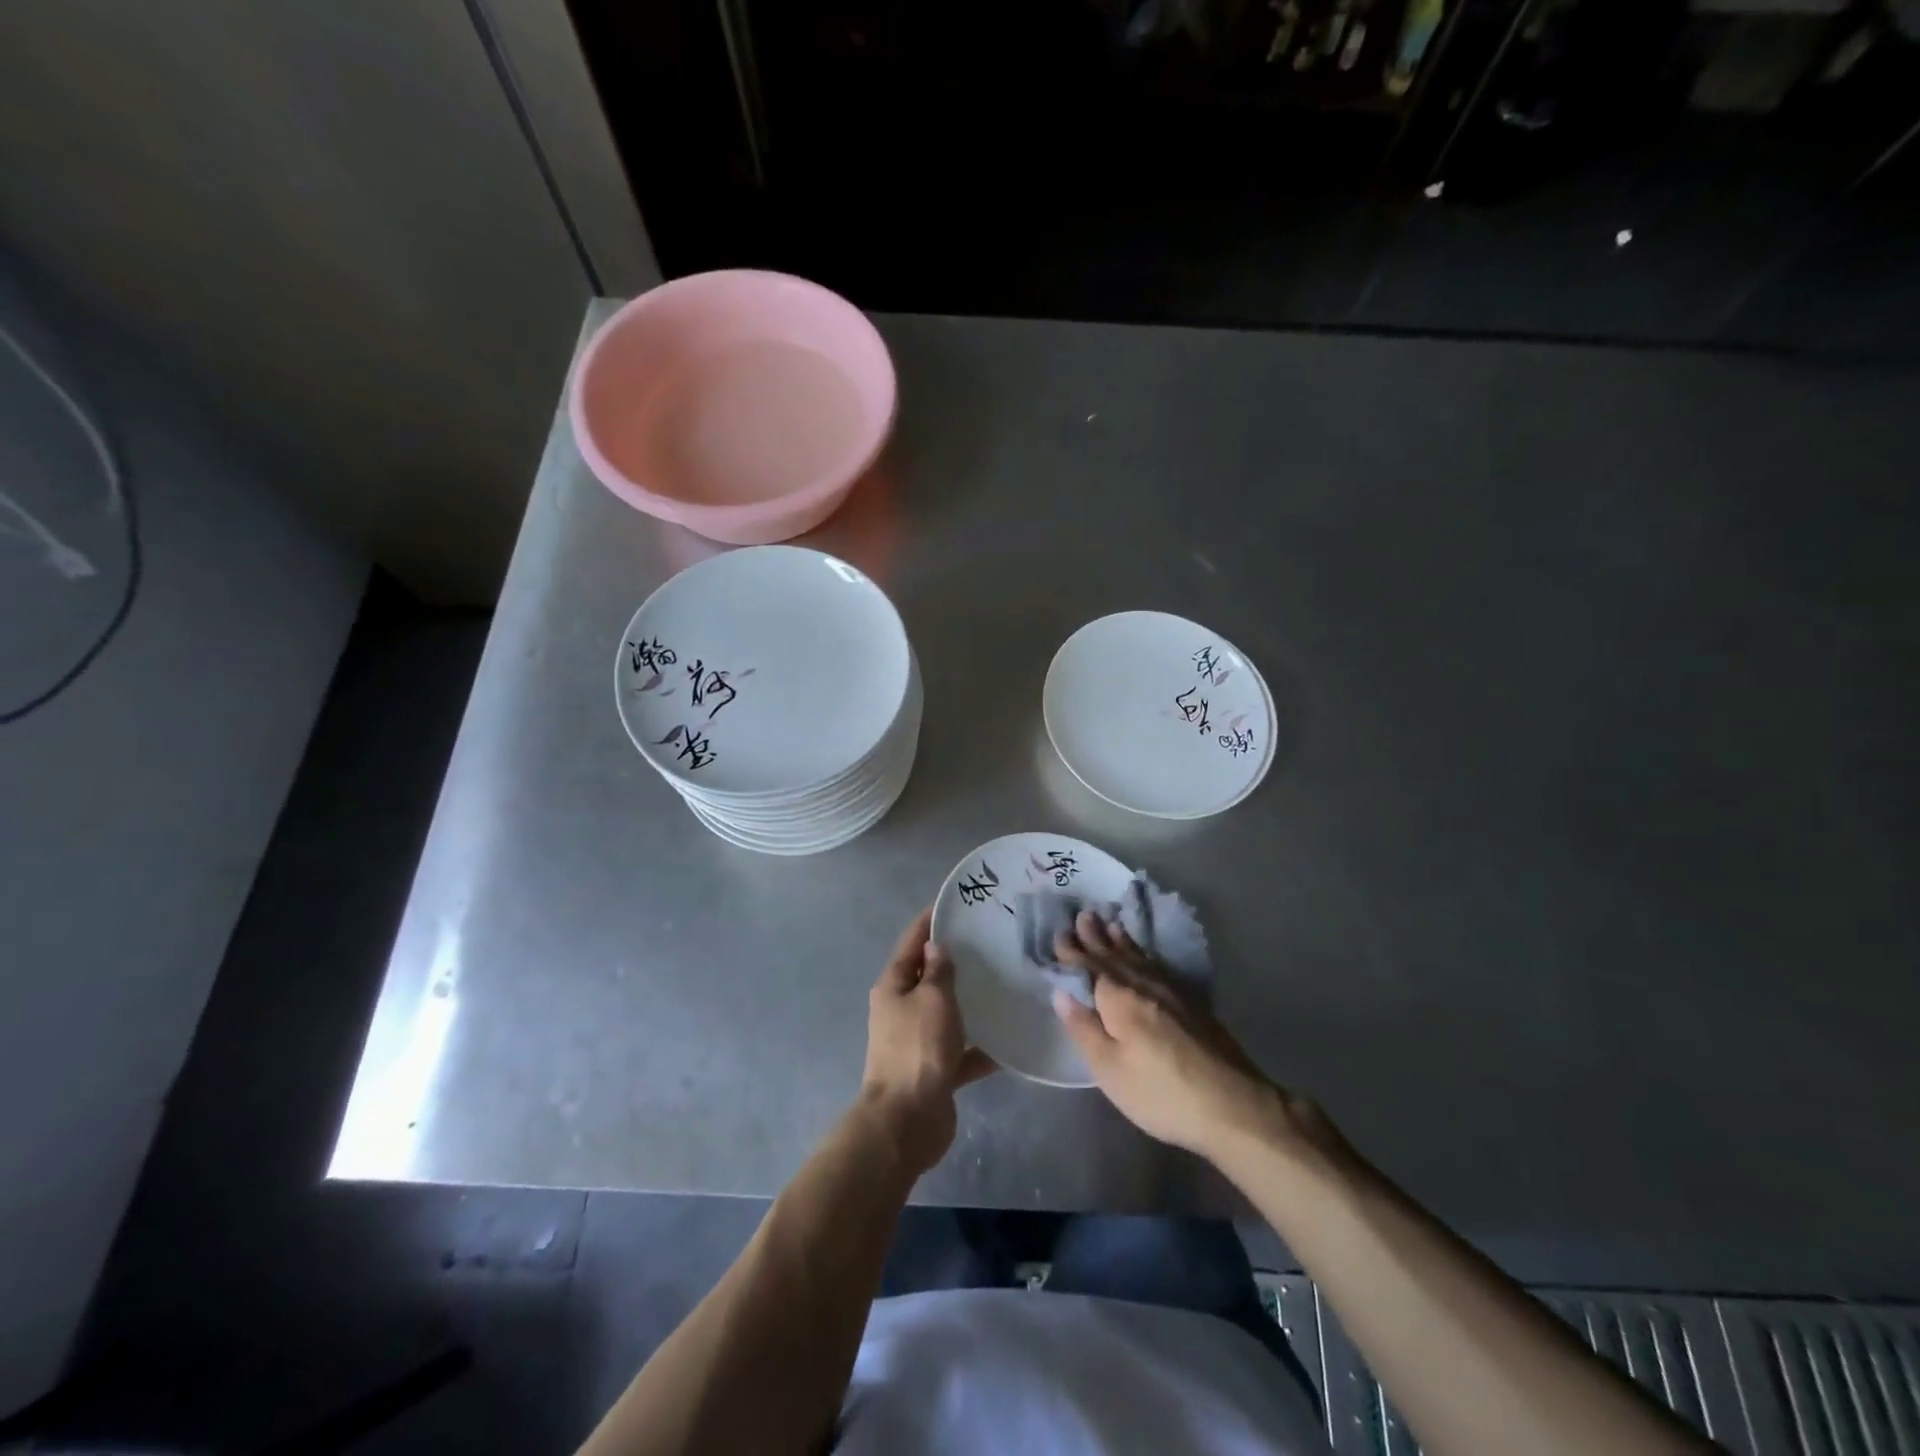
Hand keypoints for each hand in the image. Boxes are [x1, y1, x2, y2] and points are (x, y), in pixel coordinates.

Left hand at [861, 908, 995, 1174]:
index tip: (954, 904)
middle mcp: (902, 1009)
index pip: (912, 942)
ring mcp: (917, 1041)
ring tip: (1004, 983)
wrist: (907, 1120)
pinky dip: (981, 1047)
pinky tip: (1010, 1039)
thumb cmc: (918, 1048)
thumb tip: (935, 946)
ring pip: (947, 1013)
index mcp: (894, 986)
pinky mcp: (935, 1070)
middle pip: (929, 977)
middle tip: (990, 941)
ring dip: (969, 1002)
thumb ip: (938, 971)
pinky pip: (961, 1051)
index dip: (930, 921)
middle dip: (954, 961)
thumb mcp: (932, 999)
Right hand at [1052, 911, 1314, 1163]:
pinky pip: (1158, 965)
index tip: (1059, 933)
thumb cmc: (1160, 1092)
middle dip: (1096, 936)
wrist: (1231, 1104)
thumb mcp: (1109, 1069)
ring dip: (1121, 940)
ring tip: (1111, 924)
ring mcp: (1171, 991)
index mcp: (1118, 998)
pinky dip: (1145, 954)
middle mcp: (1143, 985)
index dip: (1072, 952)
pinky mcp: (1192, 1003)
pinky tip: (1146, 956)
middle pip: (1114, 955)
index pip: (1088, 967)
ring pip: (1139, 957)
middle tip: (1084, 915)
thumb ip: (1084, 1028)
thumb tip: (1061, 992)